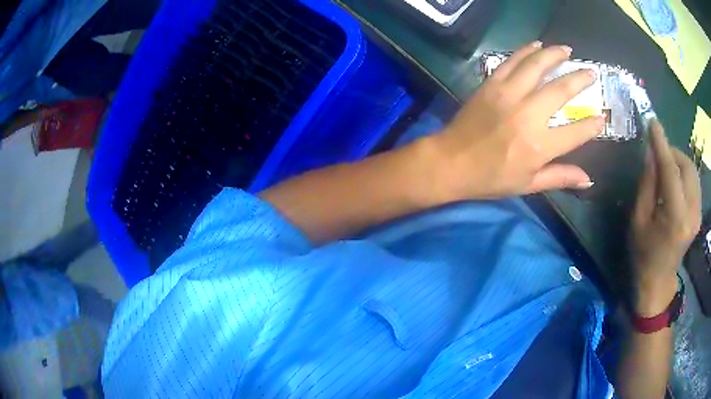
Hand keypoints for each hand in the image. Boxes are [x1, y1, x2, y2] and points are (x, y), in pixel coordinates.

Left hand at [429, 42, 605, 200]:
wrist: (451, 162)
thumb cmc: (491, 178)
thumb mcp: (529, 184)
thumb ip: (560, 177)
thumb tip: (589, 179)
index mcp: (540, 145)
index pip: (576, 132)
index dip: (592, 125)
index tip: (602, 117)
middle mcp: (528, 115)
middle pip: (560, 90)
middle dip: (579, 79)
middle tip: (591, 71)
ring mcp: (508, 95)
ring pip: (536, 66)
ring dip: (553, 55)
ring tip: (566, 49)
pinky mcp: (491, 85)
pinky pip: (511, 62)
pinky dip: (525, 51)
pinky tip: (536, 45)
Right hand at [630, 120, 700, 315]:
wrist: (658, 281)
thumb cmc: (643, 254)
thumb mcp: (638, 219)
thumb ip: (647, 184)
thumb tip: (651, 154)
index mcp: (675, 217)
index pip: (671, 170)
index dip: (661, 144)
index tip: (652, 123)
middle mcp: (691, 213)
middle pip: (686, 166)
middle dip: (672, 151)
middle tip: (657, 152)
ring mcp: (697, 214)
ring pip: (692, 170)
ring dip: (678, 160)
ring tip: (665, 164)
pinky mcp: (699, 213)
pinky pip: (693, 180)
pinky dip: (684, 171)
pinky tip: (674, 178)